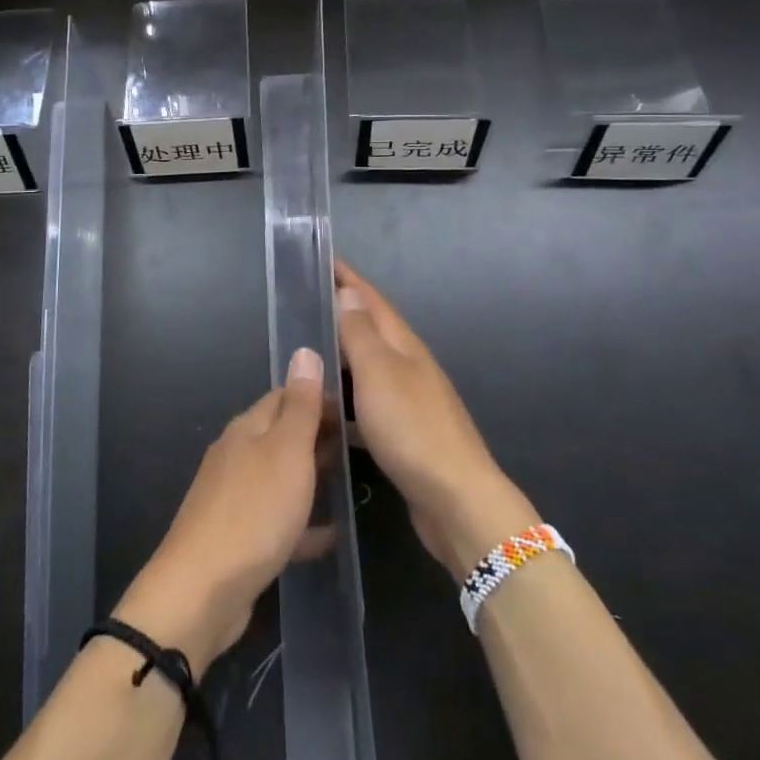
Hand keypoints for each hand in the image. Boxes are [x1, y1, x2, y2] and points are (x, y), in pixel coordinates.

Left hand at [114, 349, 326, 678]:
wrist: (202, 591)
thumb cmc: (254, 512)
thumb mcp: (286, 452)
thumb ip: (300, 405)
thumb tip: (305, 350)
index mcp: (247, 429)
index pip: (285, 396)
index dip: (319, 396)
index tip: (357, 406)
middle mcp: (237, 455)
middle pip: (281, 435)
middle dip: (318, 435)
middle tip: (361, 443)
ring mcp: (234, 498)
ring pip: (280, 477)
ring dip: (311, 476)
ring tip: (350, 481)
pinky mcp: (238, 538)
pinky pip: (277, 521)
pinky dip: (303, 523)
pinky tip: (330, 535)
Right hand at [334, 260, 536, 579]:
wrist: (456, 500)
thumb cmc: (412, 428)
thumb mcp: (379, 373)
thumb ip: (361, 333)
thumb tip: (349, 292)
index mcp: (404, 346)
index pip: (371, 300)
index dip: (348, 279)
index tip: (322, 258)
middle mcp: (409, 366)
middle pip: (371, 329)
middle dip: (341, 312)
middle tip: (304, 304)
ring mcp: (410, 401)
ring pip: (368, 368)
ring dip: (342, 356)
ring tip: (308, 353)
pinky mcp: (405, 434)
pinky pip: (368, 403)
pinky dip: (346, 399)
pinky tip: (328, 412)